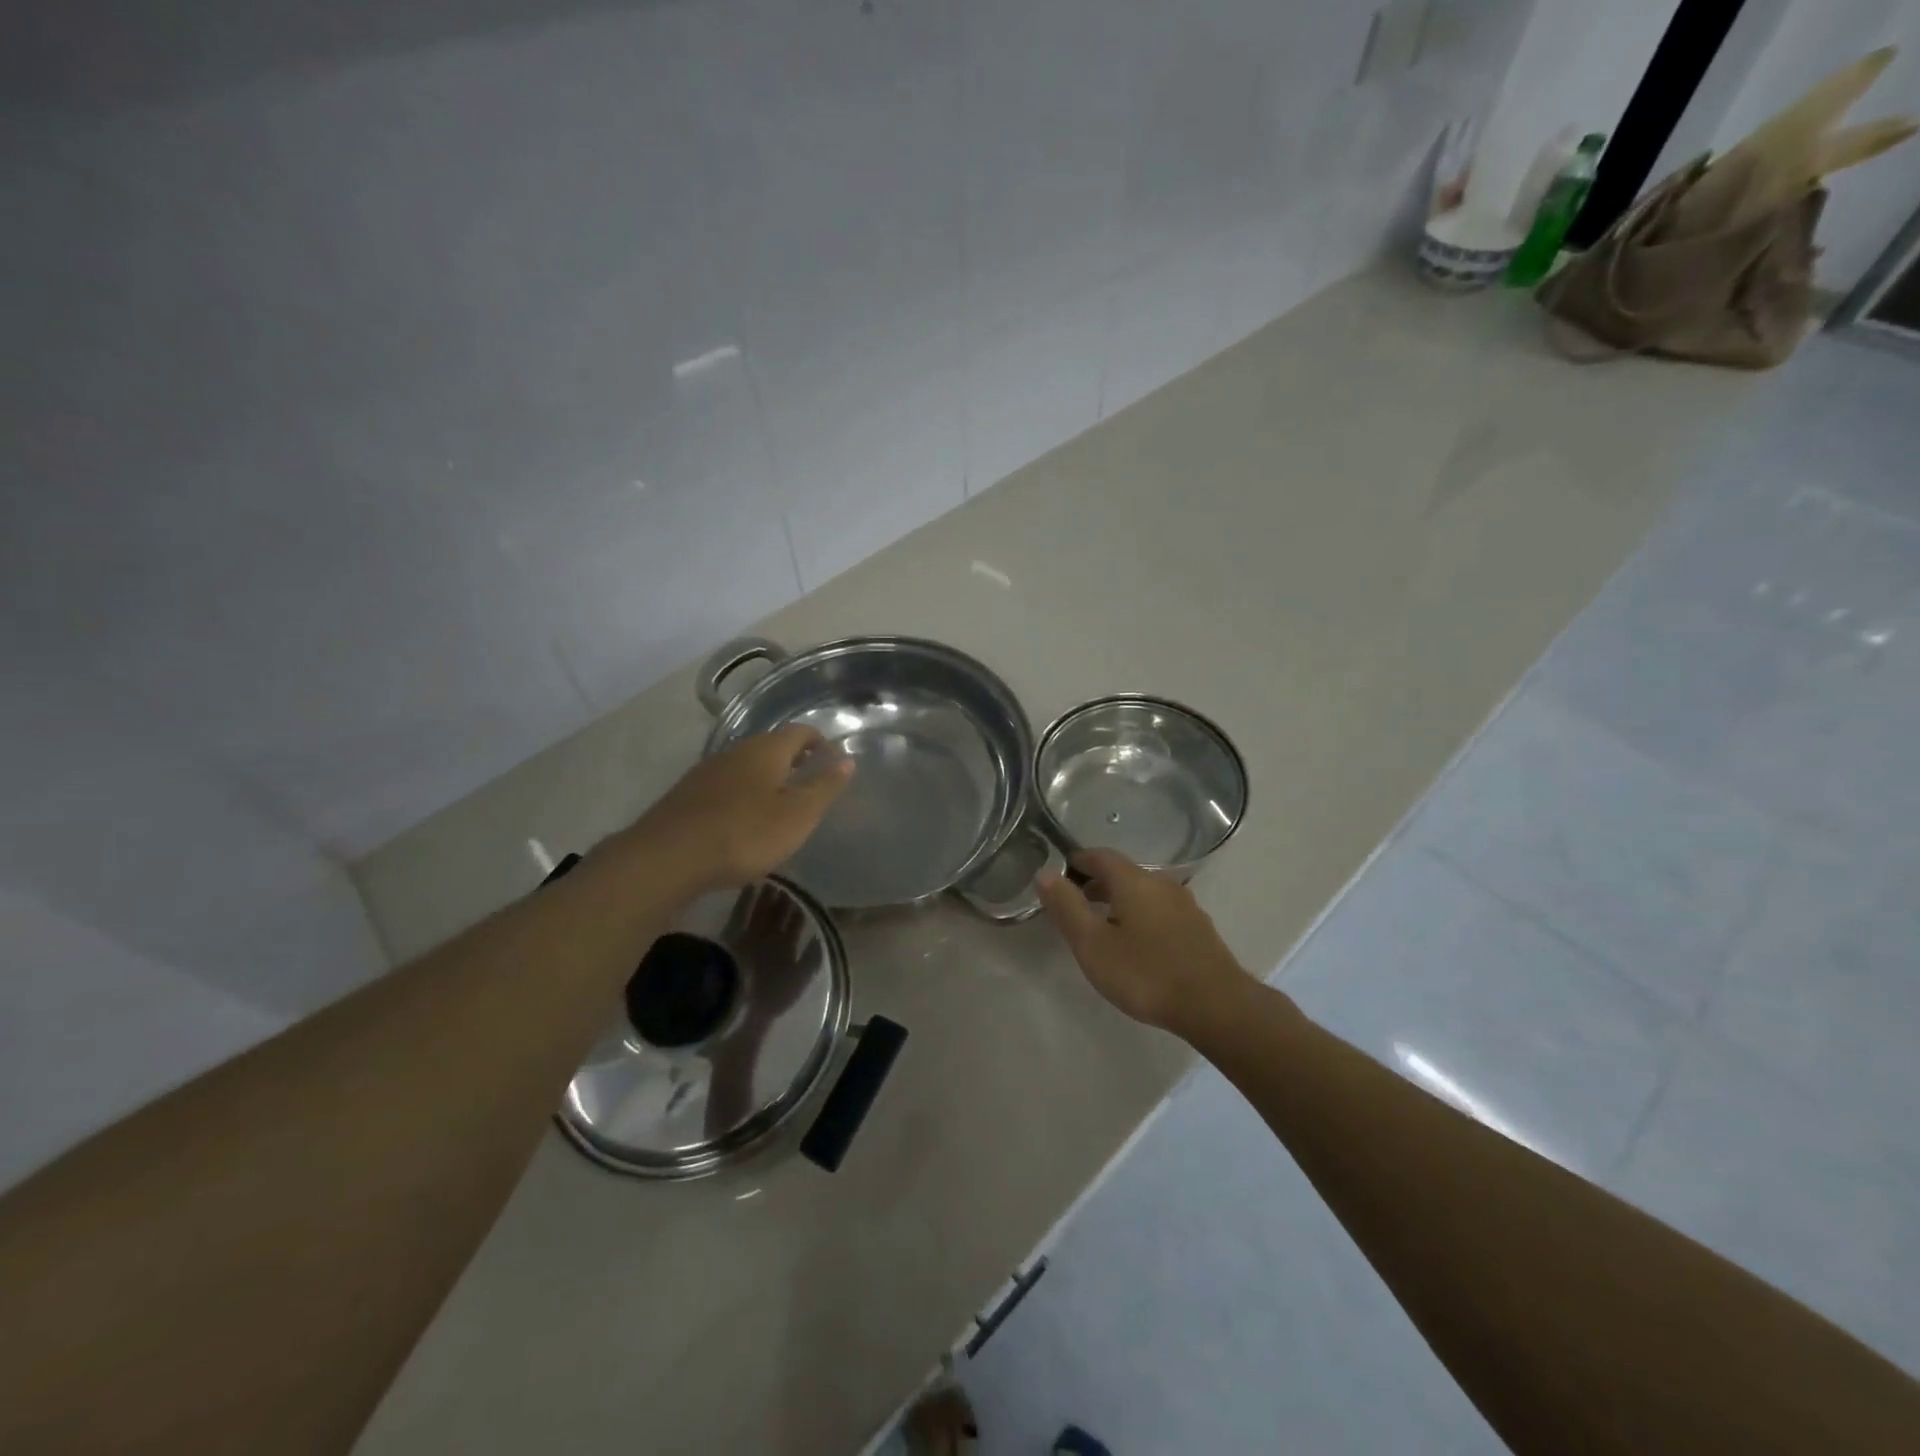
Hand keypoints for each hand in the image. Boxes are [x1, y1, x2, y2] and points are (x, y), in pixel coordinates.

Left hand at [628, 725, 852, 894]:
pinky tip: (742, 821)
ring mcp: (707, 771)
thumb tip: (847, 760)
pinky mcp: (687, 794)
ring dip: (766, 778)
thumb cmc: (744, 834)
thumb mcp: (798, 815)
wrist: (668, 857)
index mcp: (767, 750)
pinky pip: (725, 785)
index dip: (821, 742)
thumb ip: (824, 787)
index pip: (801, 731)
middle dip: (794, 760)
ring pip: (746, 765)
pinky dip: (742, 795)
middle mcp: (736, 750)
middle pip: (771, 746)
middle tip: (810, 784)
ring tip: (779, 806)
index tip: (834, 763)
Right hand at [1038, 849, 1249, 1038]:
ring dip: (1120, 901)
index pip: (1101, 856)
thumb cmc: (1146, 973)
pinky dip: (1140, 916)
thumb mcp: (1093, 944)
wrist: (1216, 1005)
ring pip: (1144, 893)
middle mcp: (1161, 884)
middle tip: (1076, 903)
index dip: (1079, 861)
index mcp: (1134, 881)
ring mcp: (1185, 906)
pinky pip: (1161, 911)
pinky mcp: (1198, 929)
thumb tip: (1045, 873)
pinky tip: (1137, 944)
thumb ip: (1067, 907)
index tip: (1062, 874)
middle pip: (1124, 873)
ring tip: (1103, 926)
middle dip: (1097, 883)